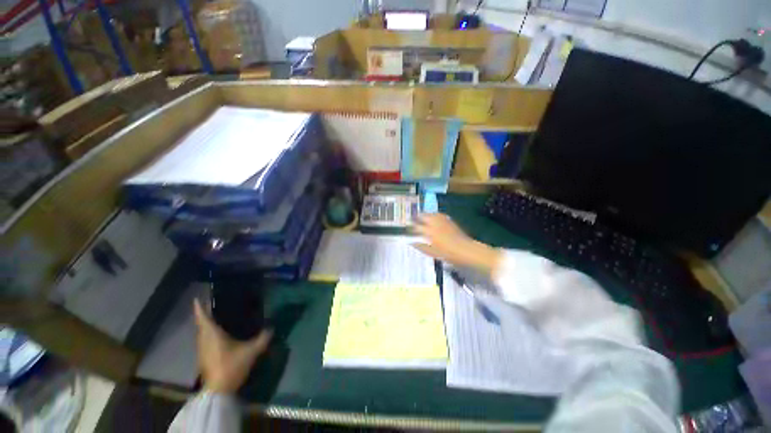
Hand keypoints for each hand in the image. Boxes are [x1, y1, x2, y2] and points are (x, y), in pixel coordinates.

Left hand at [193, 299, 272, 393]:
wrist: (219, 391)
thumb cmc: (231, 366)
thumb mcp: (251, 351)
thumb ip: (262, 338)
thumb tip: (272, 328)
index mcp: (212, 335)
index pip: (203, 318)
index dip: (199, 308)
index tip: (196, 299)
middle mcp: (204, 341)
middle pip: (201, 326)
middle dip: (204, 316)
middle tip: (212, 307)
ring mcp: (203, 351)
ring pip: (202, 334)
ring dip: (206, 326)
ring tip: (216, 320)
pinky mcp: (204, 359)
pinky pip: (205, 342)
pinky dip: (208, 335)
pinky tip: (218, 337)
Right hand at [412, 213, 502, 277]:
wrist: (466, 250)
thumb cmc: (448, 254)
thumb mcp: (432, 253)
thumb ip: (421, 246)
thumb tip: (412, 243)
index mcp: (429, 232)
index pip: (416, 227)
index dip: (411, 227)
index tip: (407, 229)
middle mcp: (434, 224)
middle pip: (423, 216)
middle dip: (416, 217)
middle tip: (412, 220)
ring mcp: (442, 221)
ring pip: (430, 214)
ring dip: (424, 214)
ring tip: (421, 216)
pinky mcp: (449, 221)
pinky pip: (439, 214)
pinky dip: (434, 214)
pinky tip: (433, 217)